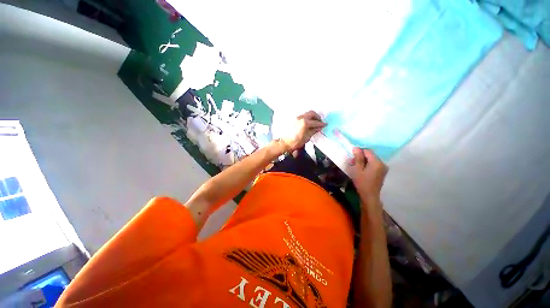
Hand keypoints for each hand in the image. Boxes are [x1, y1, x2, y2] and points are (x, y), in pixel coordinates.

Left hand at [282, 111, 325, 150]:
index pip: (315, 122)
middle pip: (311, 113)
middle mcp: (300, 118)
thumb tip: (319, 127)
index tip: (325, 124)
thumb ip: (313, 131)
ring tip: (314, 122)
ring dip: (311, 116)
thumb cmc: (296, 142)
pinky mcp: (293, 119)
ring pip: (306, 114)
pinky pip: (302, 116)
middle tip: (319, 121)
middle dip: (317, 117)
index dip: (321, 124)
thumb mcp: (307, 137)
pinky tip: (308, 123)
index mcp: (305, 122)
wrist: (285, 143)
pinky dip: (306, 118)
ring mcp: (296, 118)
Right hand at [348, 148, 387, 200]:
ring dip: (363, 161)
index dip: (359, 152)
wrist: (370, 196)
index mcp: (377, 162)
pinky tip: (362, 170)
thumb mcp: (357, 169)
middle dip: (361, 157)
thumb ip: (358, 158)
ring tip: (356, 167)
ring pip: (372, 160)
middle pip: (370, 155)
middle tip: (352, 162)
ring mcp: (383, 168)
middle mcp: (382, 163)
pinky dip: (367, 165)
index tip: (352, 157)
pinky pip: (374, 164)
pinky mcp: (382, 172)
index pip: (368, 151)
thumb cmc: (362, 182)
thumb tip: (356, 148)